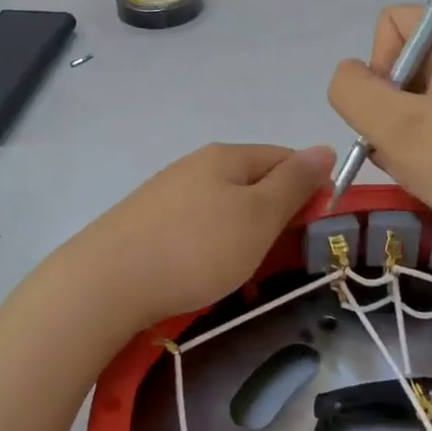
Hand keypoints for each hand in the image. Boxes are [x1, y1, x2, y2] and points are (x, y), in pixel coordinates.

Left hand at [55, 143, 335, 333]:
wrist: (107, 281)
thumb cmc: (196, 247)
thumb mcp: (258, 215)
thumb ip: (294, 183)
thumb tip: (324, 148)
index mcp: (227, 156)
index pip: (284, 158)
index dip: (310, 188)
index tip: (317, 229)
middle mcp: (196, 166)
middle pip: (254, 183)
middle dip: (276, 217)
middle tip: (282, 257)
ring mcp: (168, 194)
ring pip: (225, 209)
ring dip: (245, 236)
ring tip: (245, 272)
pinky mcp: (147, 223)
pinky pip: (196, 229)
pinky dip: (212, 249)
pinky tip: (205, 274)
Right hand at [328, 8, 431, 268]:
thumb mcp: (394, 127)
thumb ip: (352, 90)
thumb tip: (351, 75)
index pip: (393, 24)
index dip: (378, 67)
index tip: (394, 114)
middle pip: (408, 62)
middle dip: (392, 106)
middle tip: (407, 151)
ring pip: (425, 96)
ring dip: (409, 131)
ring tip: (425, 168)